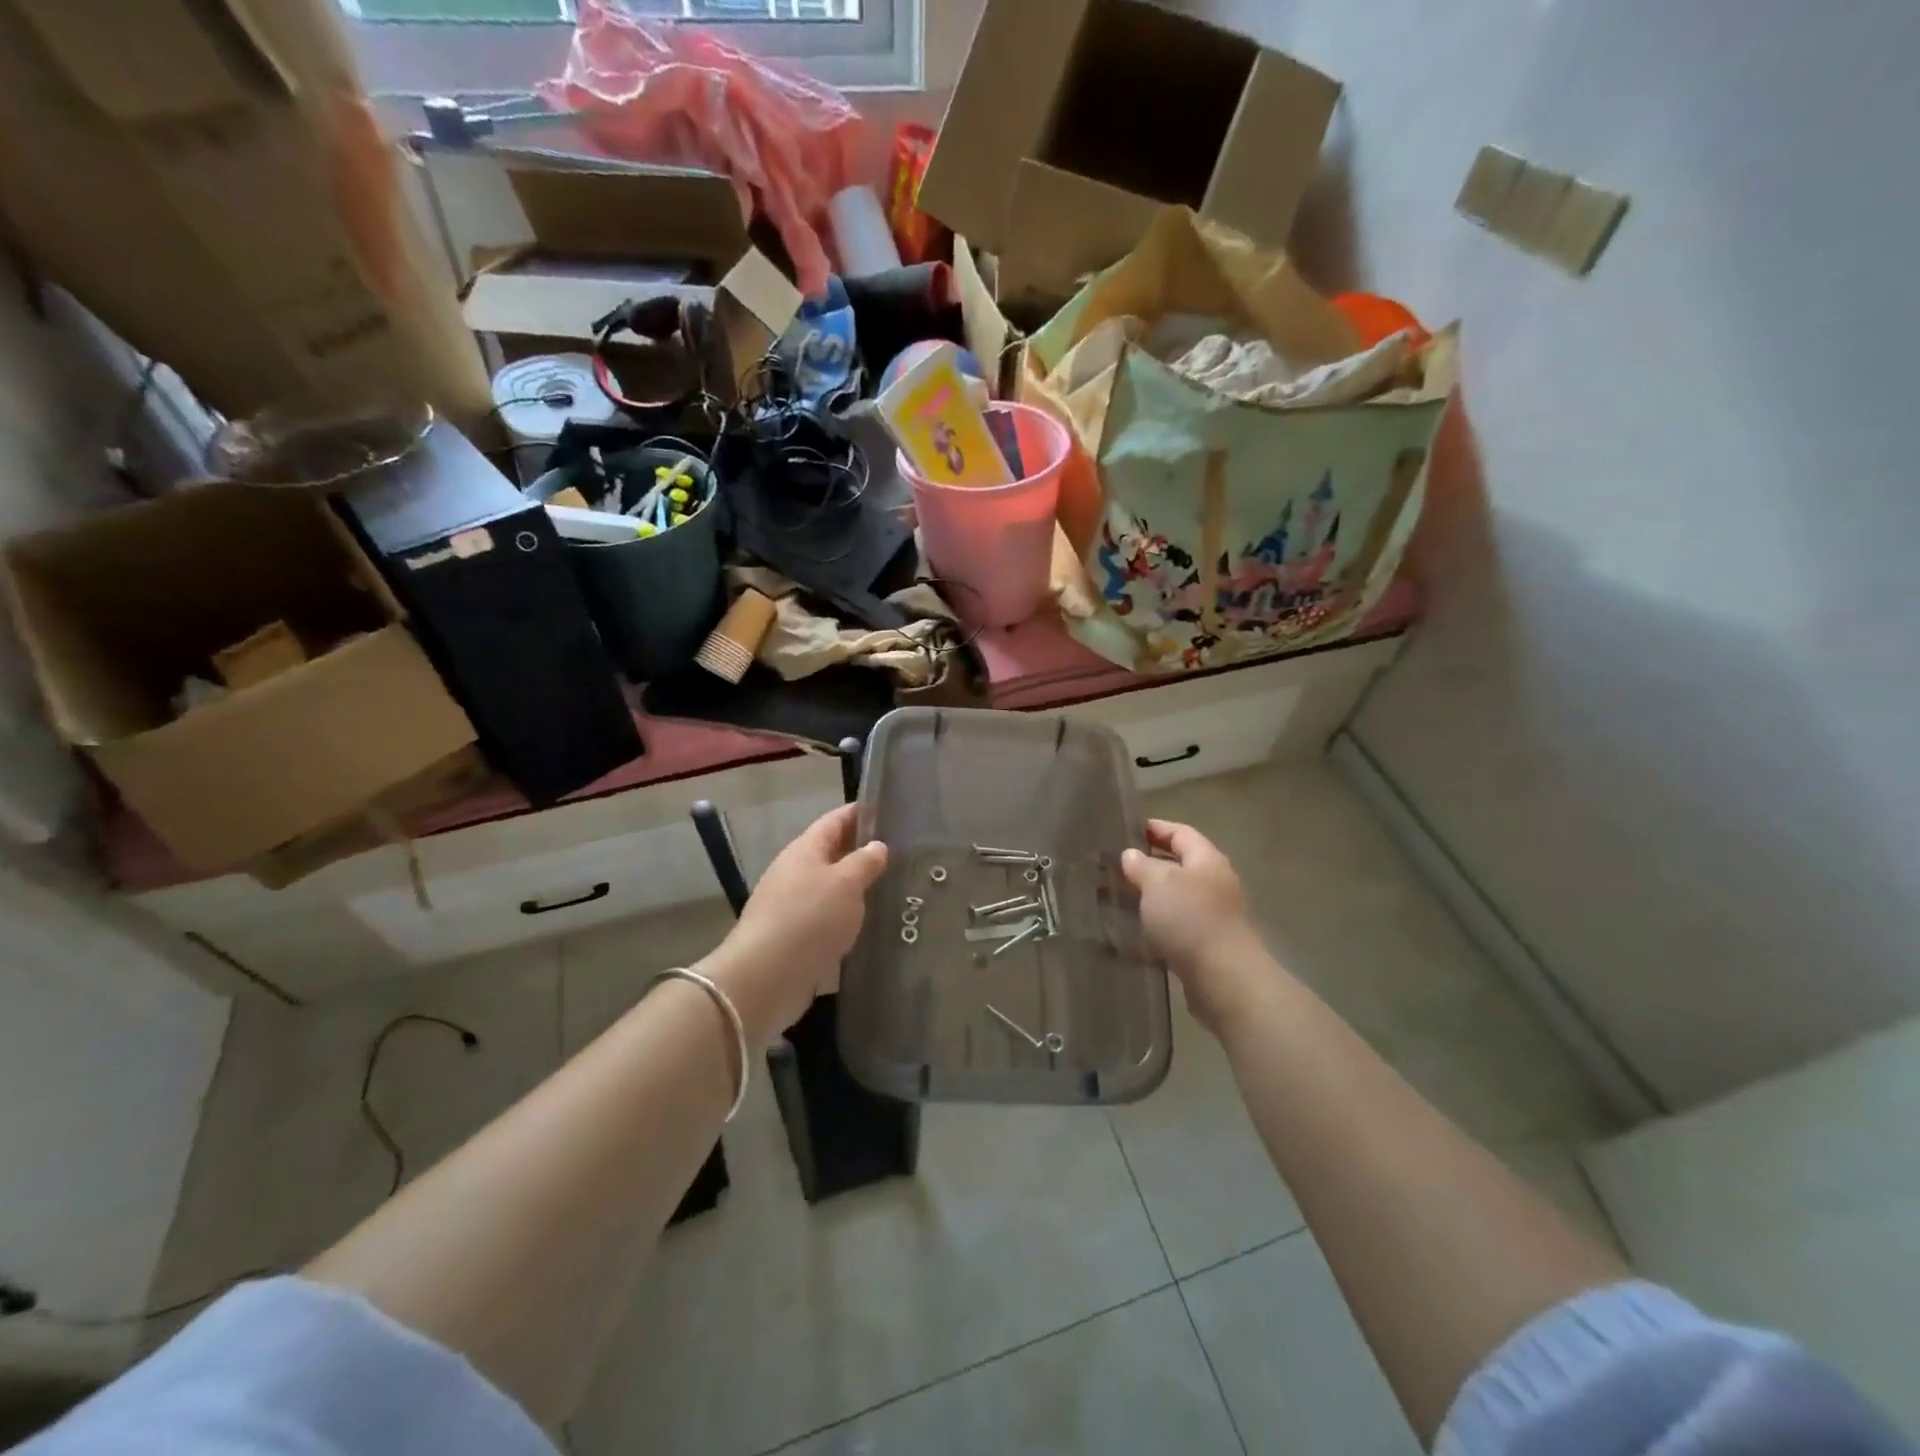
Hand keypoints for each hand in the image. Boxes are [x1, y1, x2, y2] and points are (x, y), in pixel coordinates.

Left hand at [704, 804, 887, 1036]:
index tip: (889, 809)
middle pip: (833, 854)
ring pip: (832, 889)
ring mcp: (793, 907)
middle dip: (863, 852)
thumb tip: (877, 846)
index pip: (835, 820)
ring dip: (858, 888)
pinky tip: (872, 926)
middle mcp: (796, 873)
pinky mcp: (796, 939)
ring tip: (893, 889)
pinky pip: (828, 920)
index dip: (859, 812)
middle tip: (903, 853)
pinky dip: (848, 918)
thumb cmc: (808, 919)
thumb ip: (865, 862)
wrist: (765, 978)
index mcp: (805, 850)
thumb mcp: (845, 883)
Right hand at [1121, 819, 1270, 1032]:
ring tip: (1116, 899)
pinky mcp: (1205, 945)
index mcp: (1207, 860)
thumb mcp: (1158, 884)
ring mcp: (1212, 916)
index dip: (1156, 828)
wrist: (1223, 978)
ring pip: (1175, 899)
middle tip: (1115, 866)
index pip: (1181, 833)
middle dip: (1148, 865)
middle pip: (1179, 866)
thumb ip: (1142, 866)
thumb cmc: (1190, 919)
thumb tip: (1132, 855)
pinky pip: (1175, 928)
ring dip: (1148, 898)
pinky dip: (1154, 927)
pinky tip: (1131, 934)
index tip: (1129, 829)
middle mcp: (1214, 884)